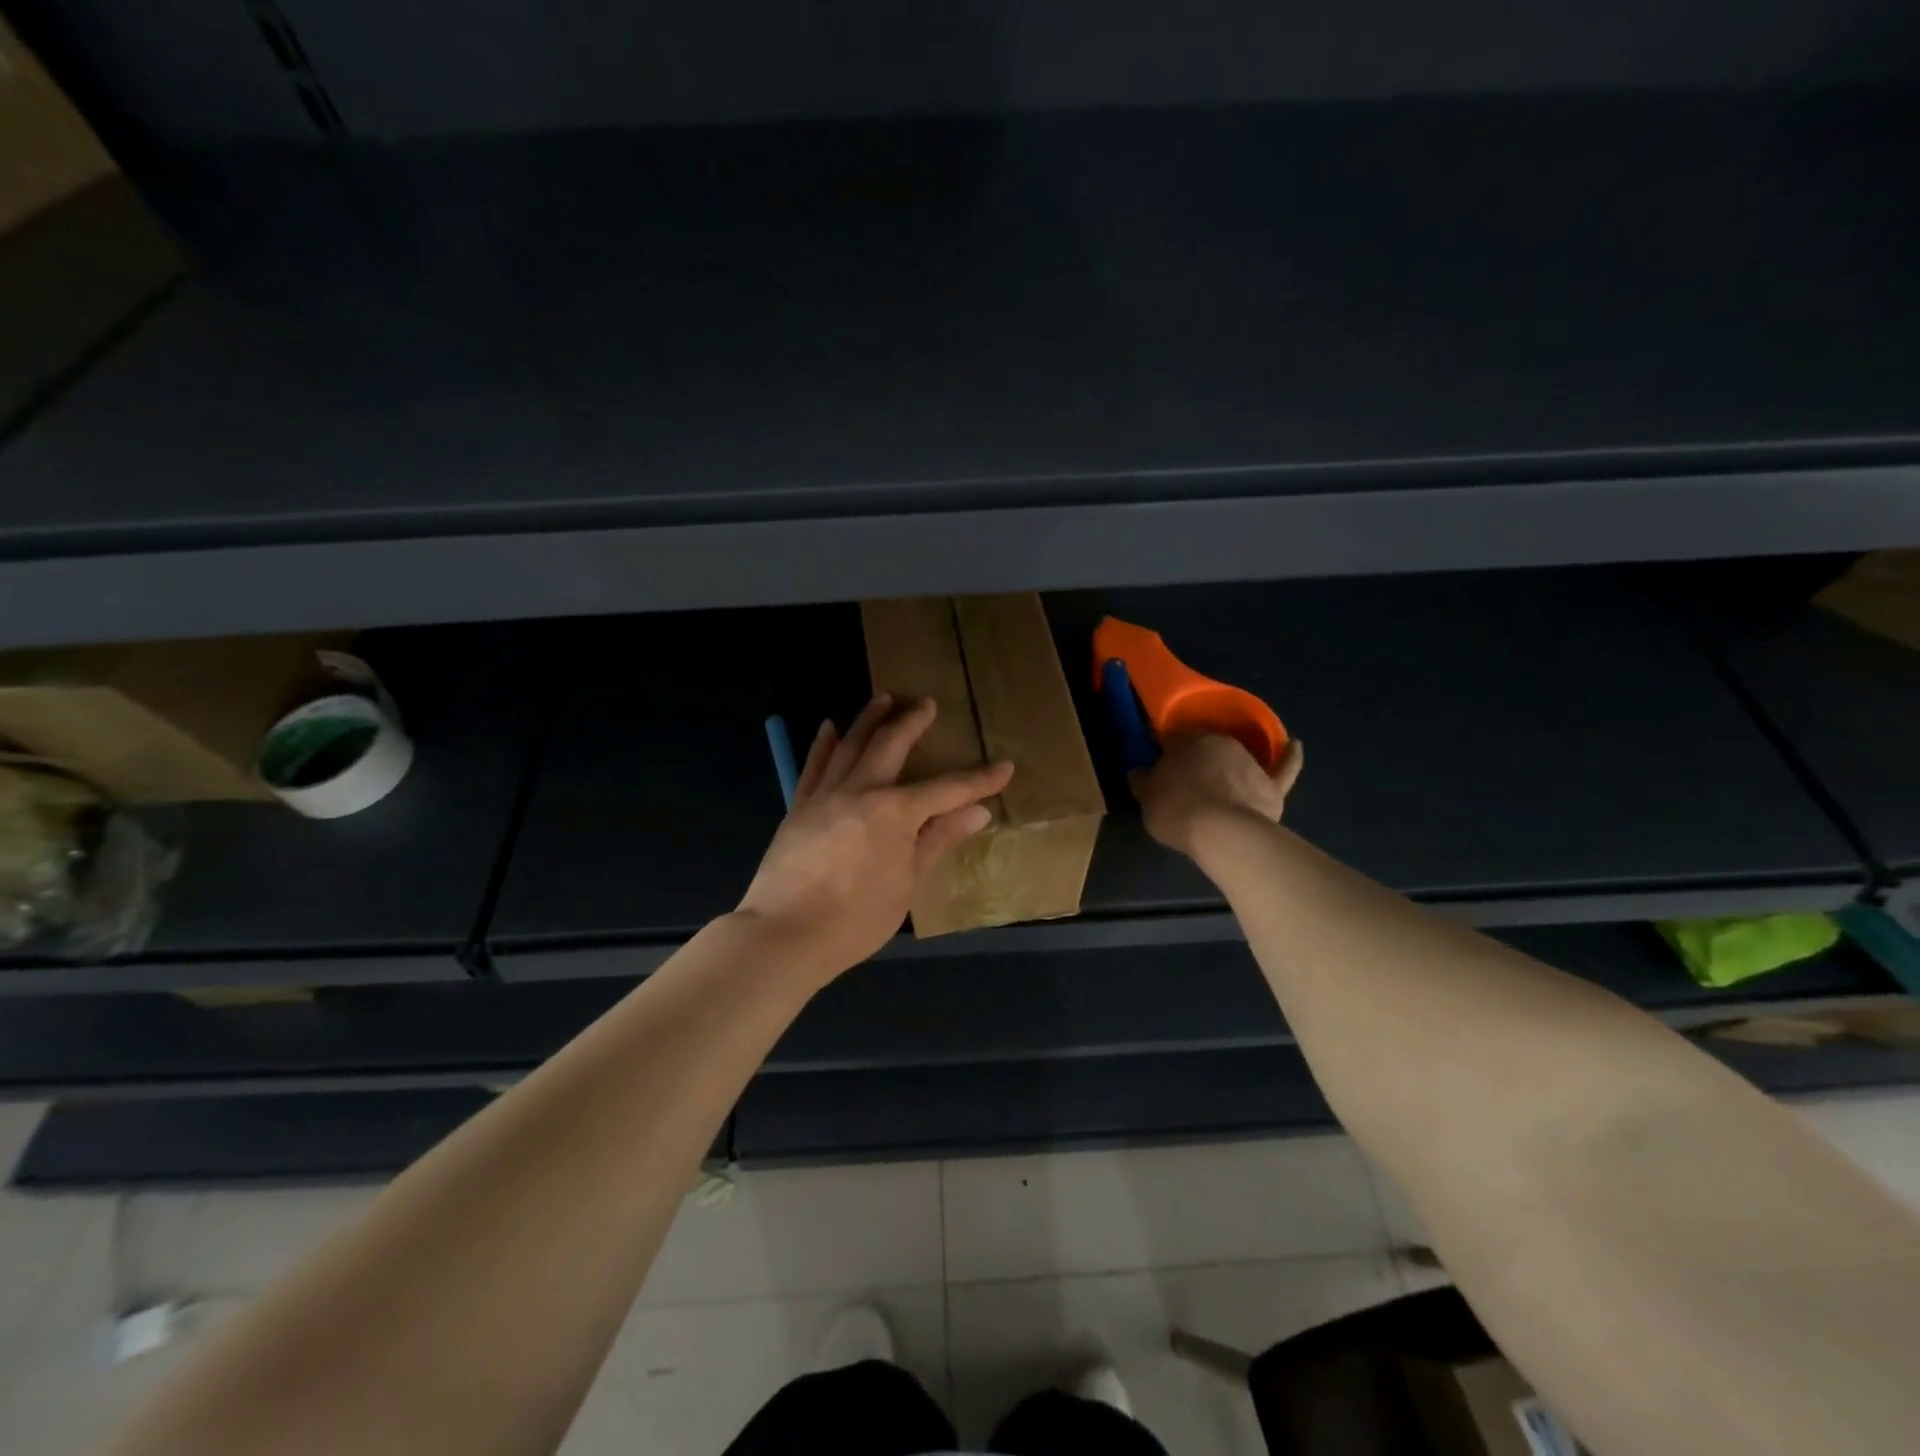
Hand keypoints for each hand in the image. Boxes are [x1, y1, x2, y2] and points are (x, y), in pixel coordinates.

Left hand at [737, 695, 1014, 981]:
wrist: (785, 933)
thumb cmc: (857, 918)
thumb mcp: (908, 883)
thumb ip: (938, 840)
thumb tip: (978, 812)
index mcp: (895, 811)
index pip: (948, 789)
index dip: (979, 780)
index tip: (1004, 766)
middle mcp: (861, 790)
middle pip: (891, 745)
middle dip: (912, 722)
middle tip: (926, 704)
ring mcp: (825, 795)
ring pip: (850, 745)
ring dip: (869, 719)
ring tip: (882, 699)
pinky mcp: (799, 807)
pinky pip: (814, 766)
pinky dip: (824, 744)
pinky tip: (829, 727)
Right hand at [1131, 734, 1304, 857]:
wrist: (1222, 833)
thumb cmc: (1178, 810)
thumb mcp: (1147, 797)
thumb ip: (1143, 780)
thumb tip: (1139, 771)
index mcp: (1188, 740)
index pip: (1173, 739)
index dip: (1166, 753)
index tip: (1159, 766)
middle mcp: (1221, 742)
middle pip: (1205, 748)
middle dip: (1196, 760)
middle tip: (1184, 781)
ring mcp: (1250, 763)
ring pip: (1237, 758)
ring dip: (1228, 766)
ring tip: (1218, 783)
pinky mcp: (1272, 785)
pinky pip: (1283, 767)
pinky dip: (1289, 757)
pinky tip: (1294, 745)